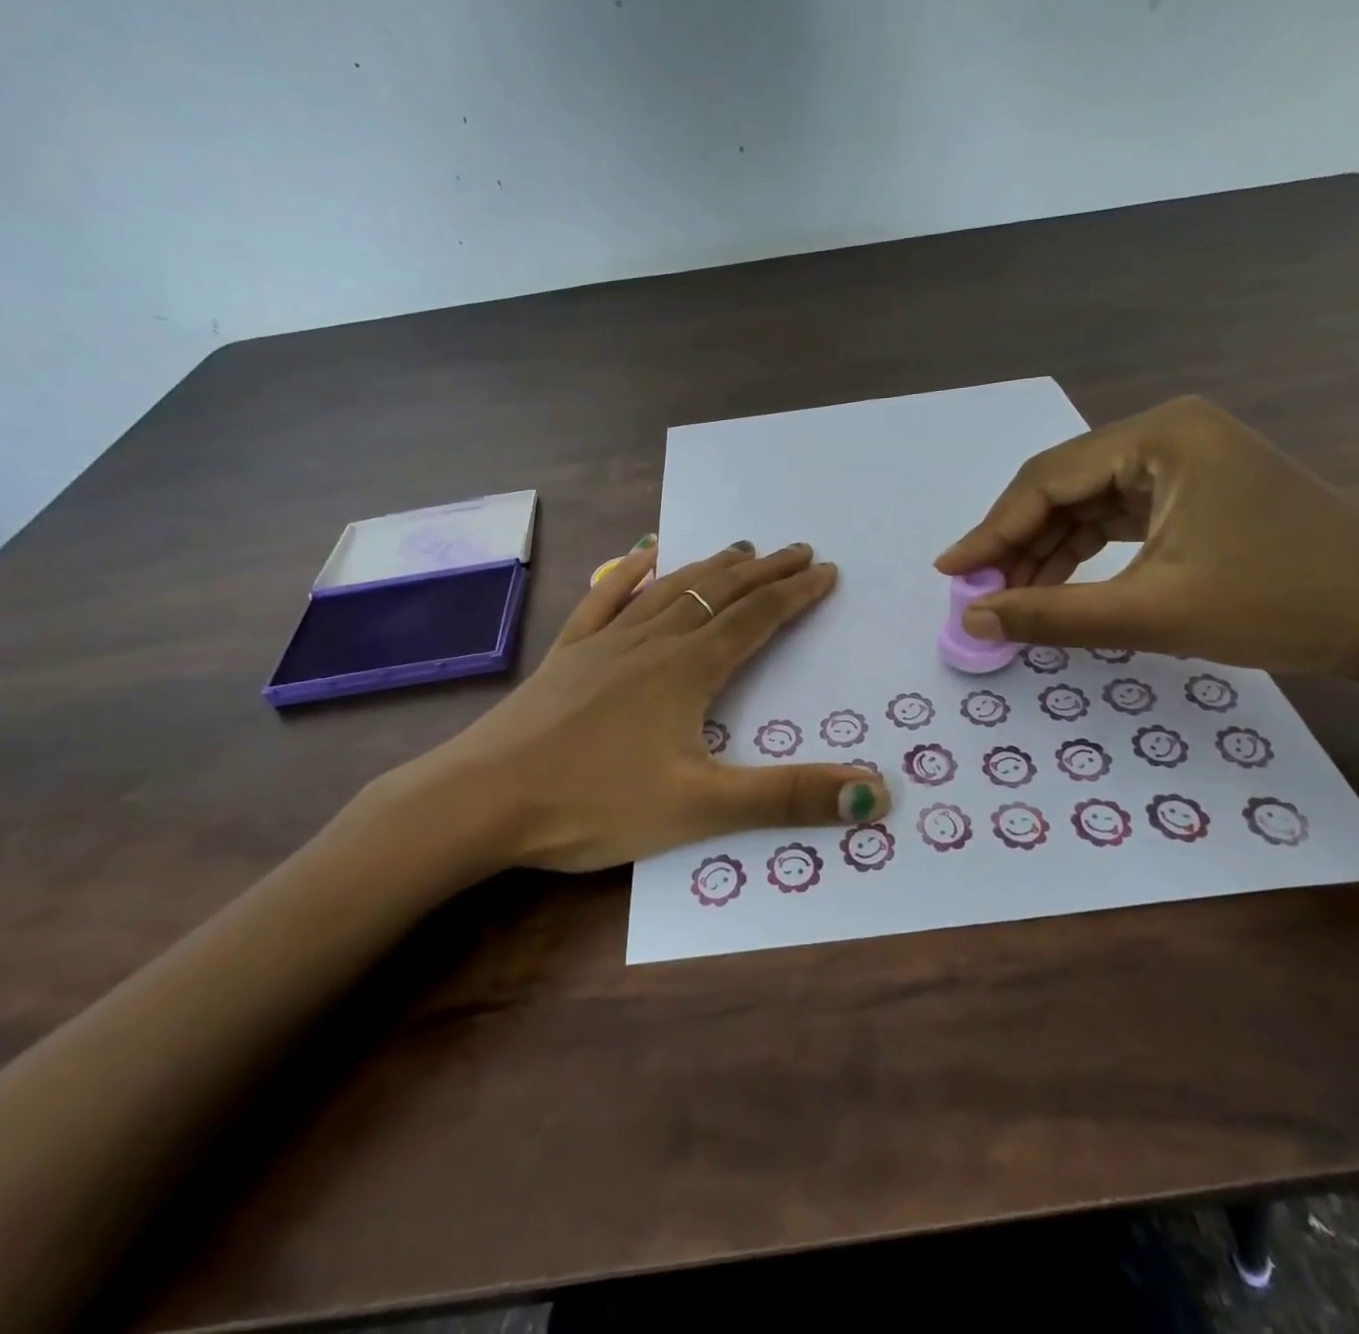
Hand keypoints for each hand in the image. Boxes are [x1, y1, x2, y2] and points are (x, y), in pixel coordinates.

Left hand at [380, 539, 889, 874]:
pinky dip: (631, 575)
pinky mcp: (567, 655)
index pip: (756, 619)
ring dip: (712, 567)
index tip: (826, 570)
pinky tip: (643, 557)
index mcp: (687, 670)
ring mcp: (604, 643)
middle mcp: (651, 642)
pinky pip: (606, 600)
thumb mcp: (700, 808)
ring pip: (670, 590)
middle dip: (764, 571)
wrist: (481, 800)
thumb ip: (788, 797)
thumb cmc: (592, 804)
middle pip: (719, 593)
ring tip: (741, 549)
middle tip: (798, 549)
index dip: (795, 593)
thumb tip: (877, 791)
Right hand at [935, 396, 1358, 676]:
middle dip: (1016, 543)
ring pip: (1083, 505)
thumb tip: (971, 620)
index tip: (948, 572)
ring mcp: (1180, 461)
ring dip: (1044, 552)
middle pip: (1061, 487)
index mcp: (1160, 437)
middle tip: (976, 594)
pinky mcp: (1190, 491)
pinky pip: (1113, 519)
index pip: (1047, 480)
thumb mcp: (1153, 613)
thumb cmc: (1282, 604)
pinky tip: (1055, 588)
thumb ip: (1052, 615)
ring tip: (1008, 599)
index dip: (991, 530)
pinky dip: (1080, 554)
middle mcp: (1165, 434)